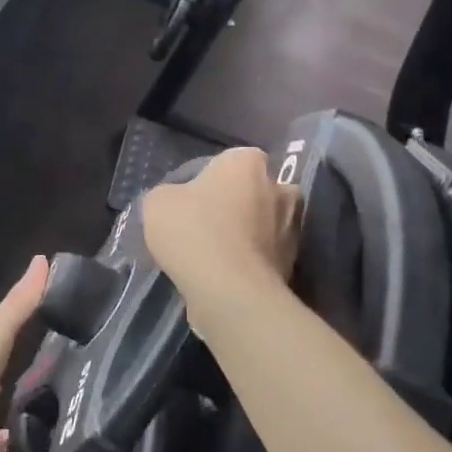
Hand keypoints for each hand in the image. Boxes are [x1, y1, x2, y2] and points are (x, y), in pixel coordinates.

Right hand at [142, 146, 299, 315]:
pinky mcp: (294, 264)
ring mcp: (292, 228)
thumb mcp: (157, 203)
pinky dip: (252, 262)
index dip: (211, 178)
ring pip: (265, 224)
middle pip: (255, 191)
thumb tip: (178, 203)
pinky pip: (266, 256)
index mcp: (248, 162)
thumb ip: (170, 194)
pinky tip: (227, 276)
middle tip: (209, 224)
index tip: (193, 198)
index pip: (231, 160)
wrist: (230, 291)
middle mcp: (279, 187)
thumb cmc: (193, 230)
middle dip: (239, 204)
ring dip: (248, 235)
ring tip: (217, 255)